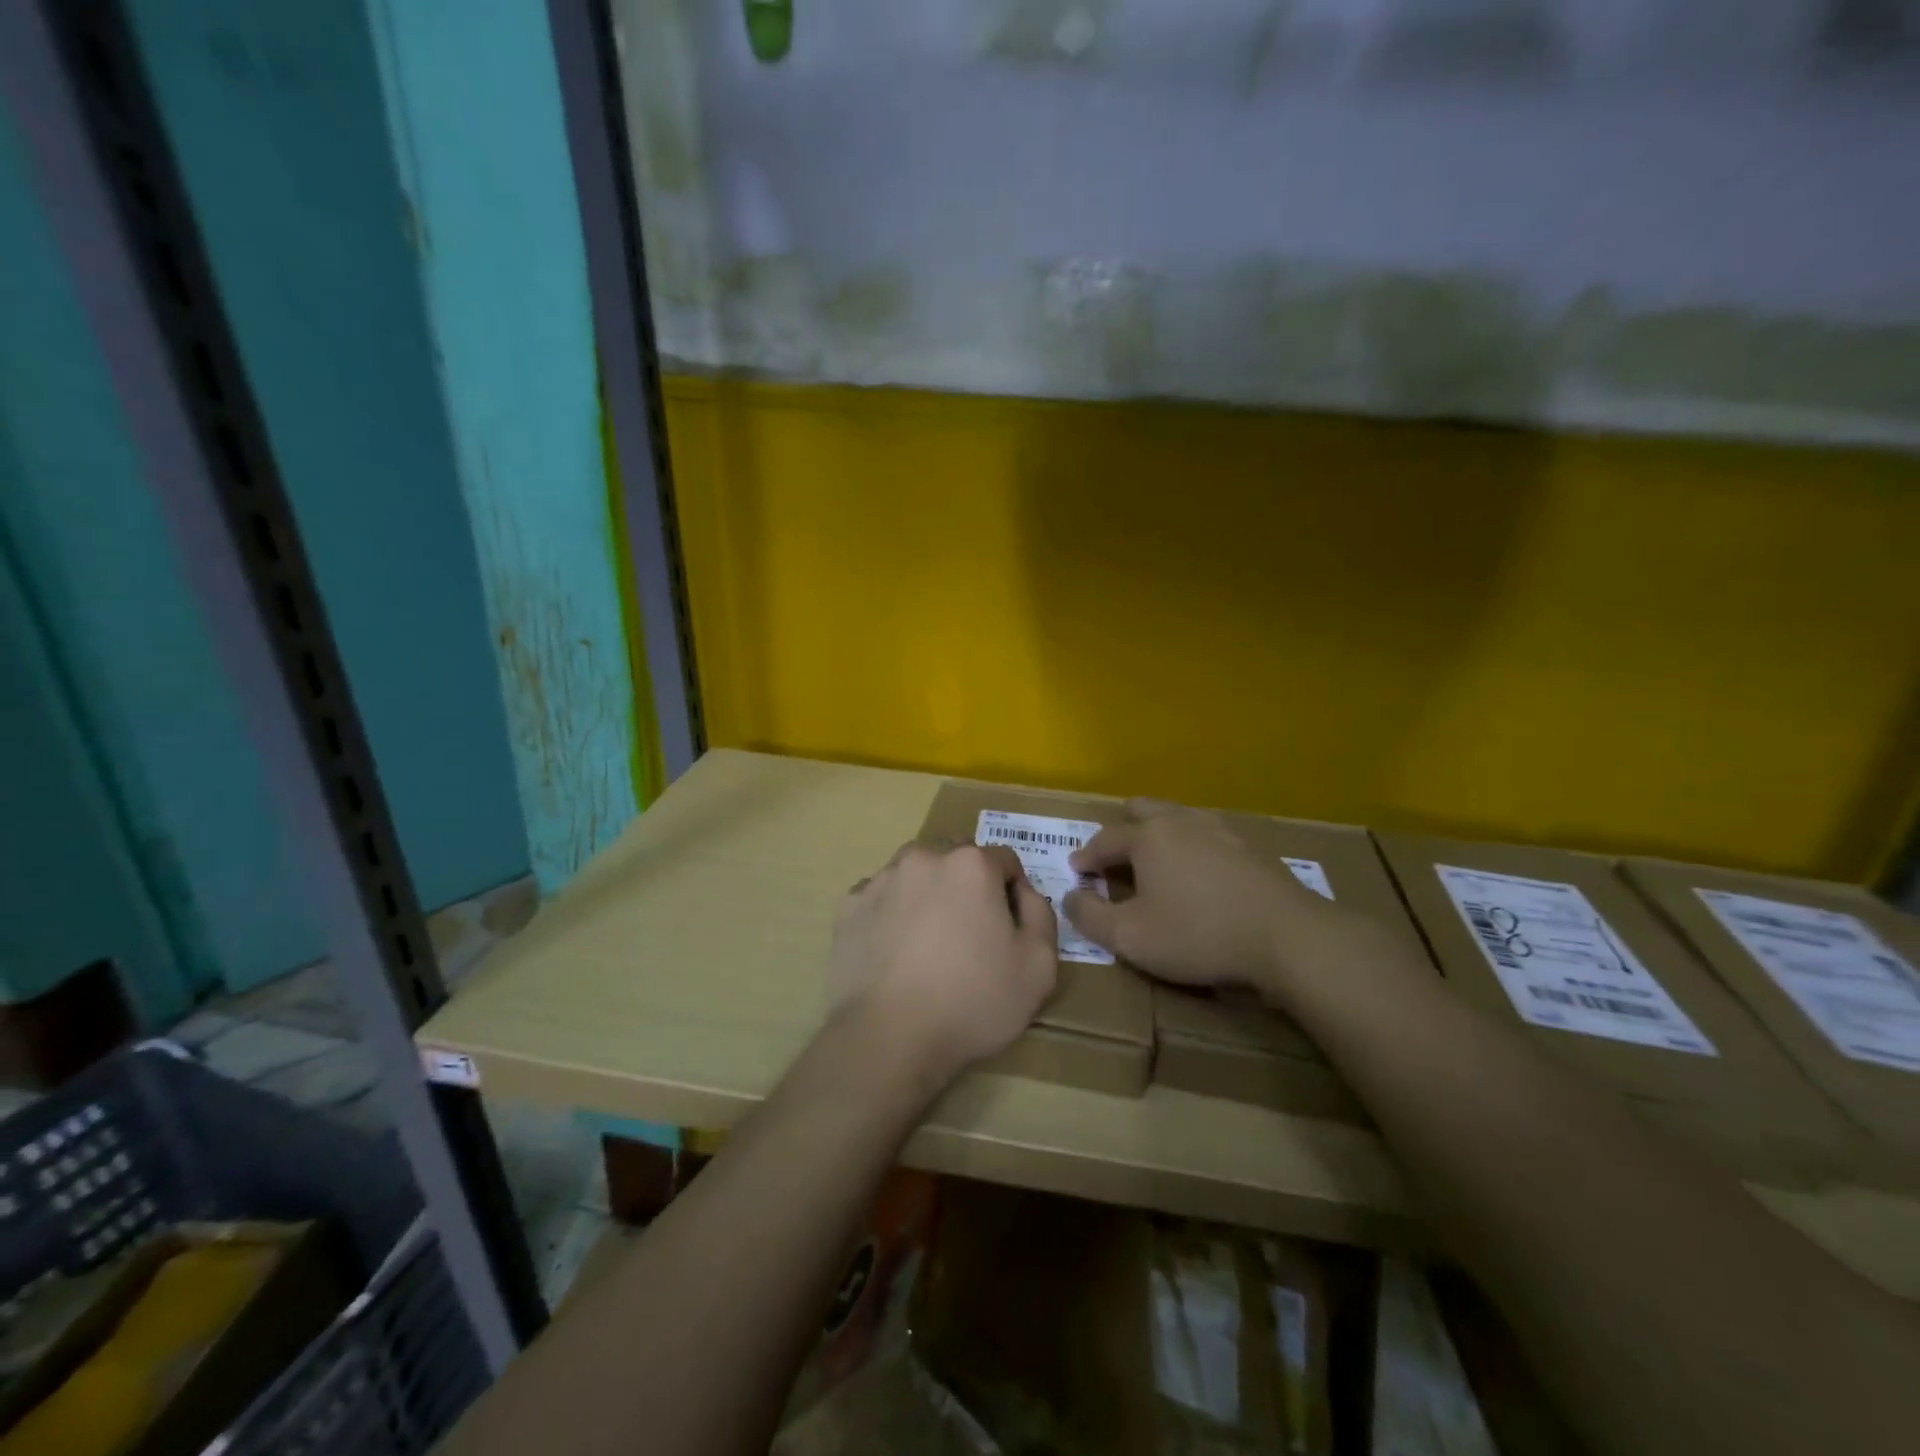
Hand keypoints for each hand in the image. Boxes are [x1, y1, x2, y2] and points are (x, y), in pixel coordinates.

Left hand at [826, 842, 1057, 1087]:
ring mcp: (881, 879)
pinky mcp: (849, 906)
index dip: (1013, 892)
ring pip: (916, 874)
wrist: (889, 1037)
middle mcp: (923, 857)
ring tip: (930, 942)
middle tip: (970, 935)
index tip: (1009, 929)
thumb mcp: (1038, 966)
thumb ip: (1040, 914)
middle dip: (969, 886)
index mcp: (971, 864)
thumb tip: (1023, 892)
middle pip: (957, 859)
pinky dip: (893, 913)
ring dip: (929, 894)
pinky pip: (882, 898)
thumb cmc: (972, 1001)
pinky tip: (896, 952)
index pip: (1004, 860)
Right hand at [1063, 799, 1337, 989]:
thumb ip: (1091, 916)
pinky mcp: (1250, 846)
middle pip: (1143, 810)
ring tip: (1155, 859)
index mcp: (1147, 837)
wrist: (1288, 937)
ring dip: (1158, 833)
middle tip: (1114, 854)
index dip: (1085, 856)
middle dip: (1122, 828)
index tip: (1076, 870)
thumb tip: (1070, 896)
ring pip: (1178, 817)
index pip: (1104, 839)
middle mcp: (1181, 821)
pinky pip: (1207, 834)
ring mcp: (1220, 829)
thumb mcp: (1131, 937)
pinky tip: (1199, 870)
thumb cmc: (1198, 934)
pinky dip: (1191, 845)